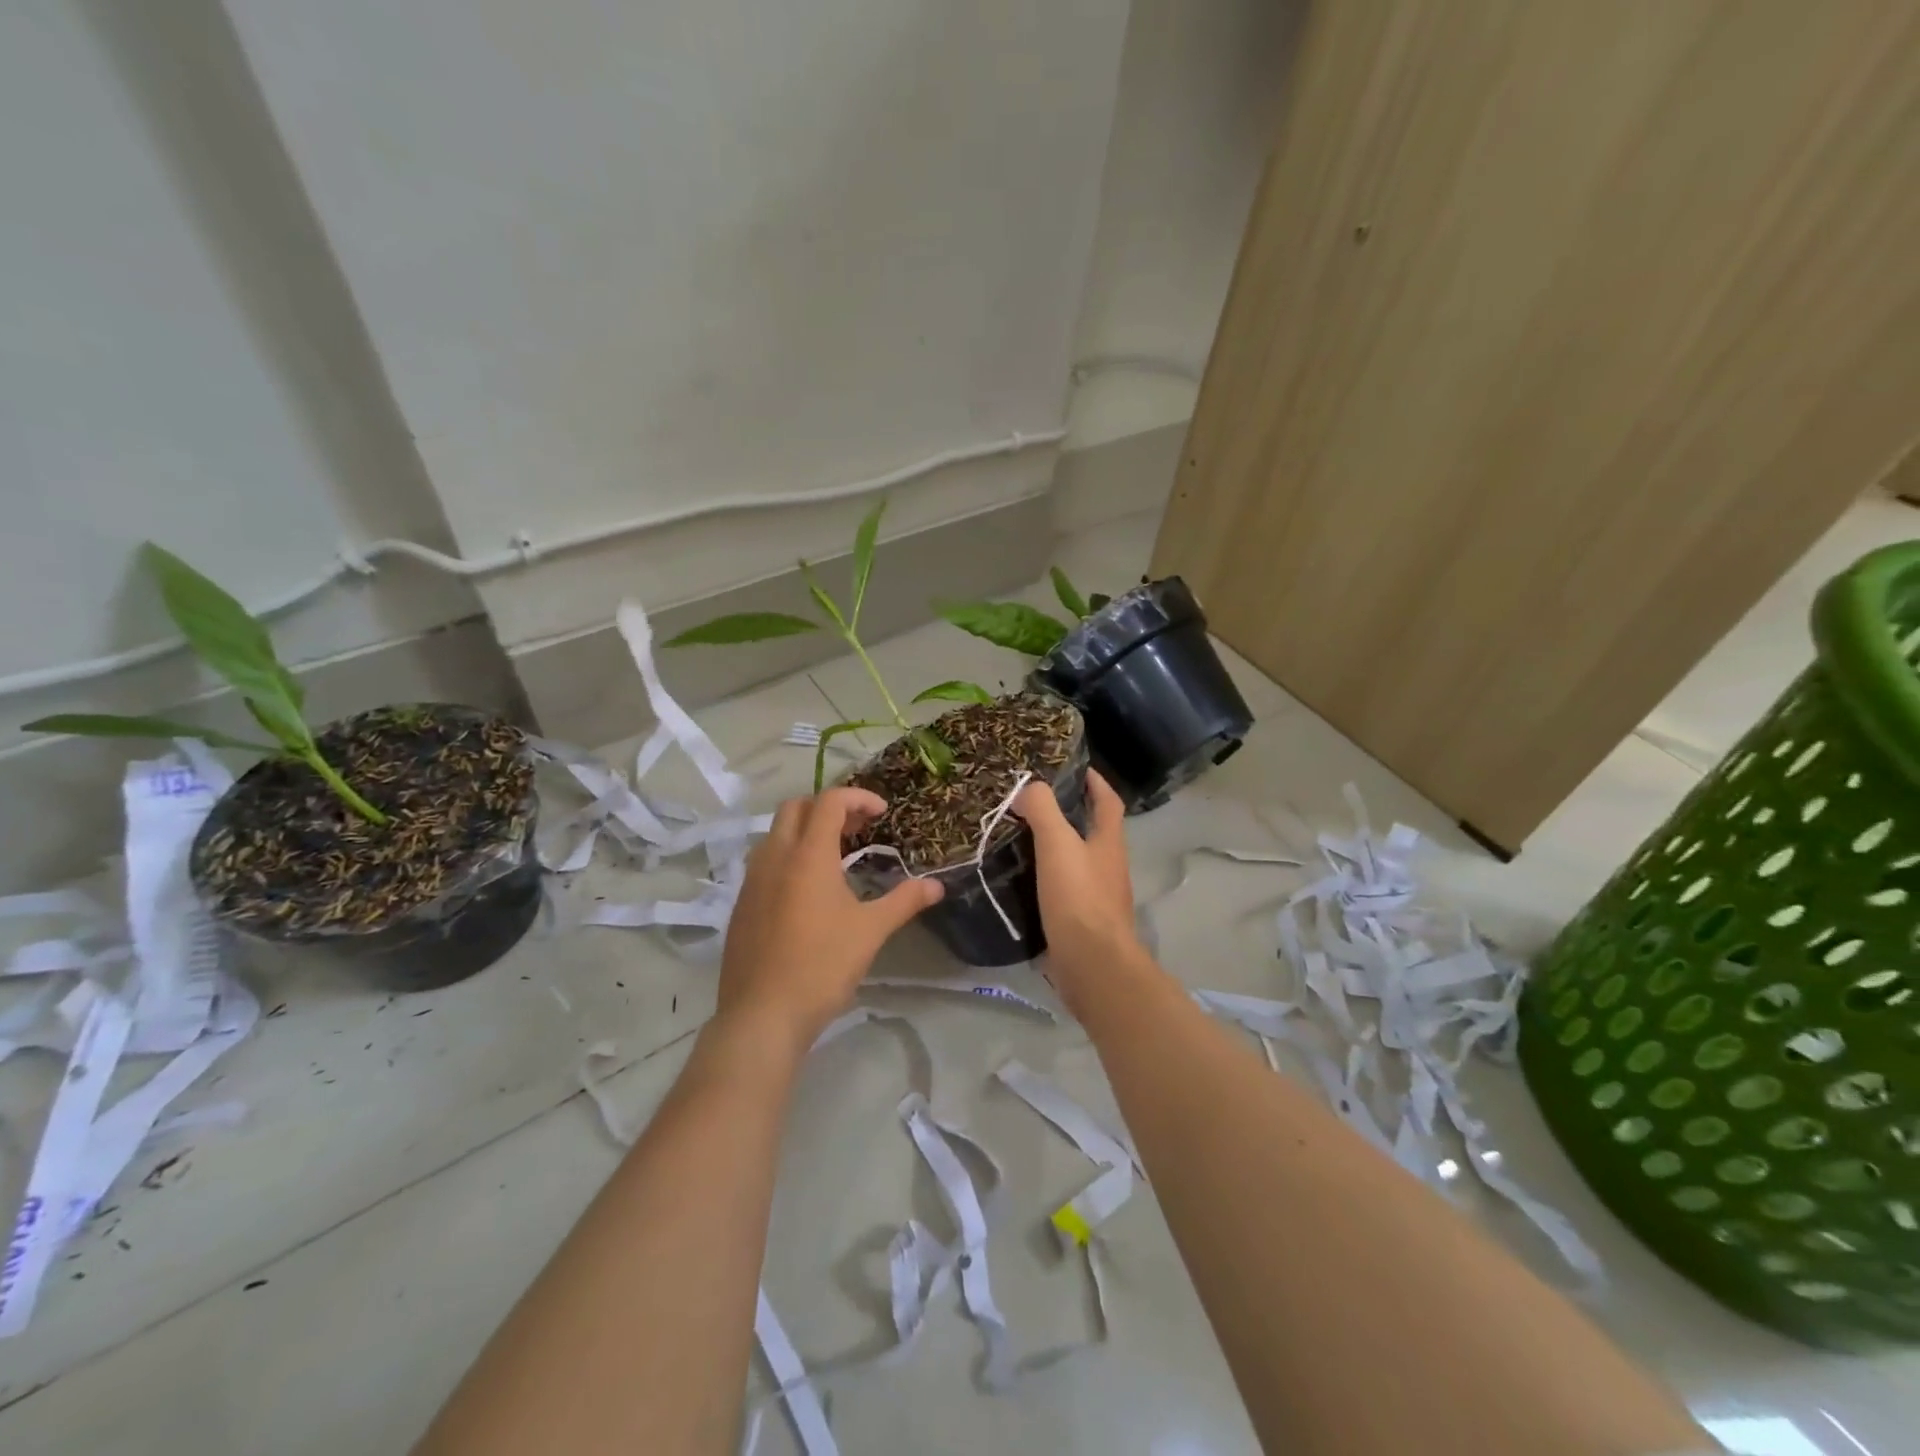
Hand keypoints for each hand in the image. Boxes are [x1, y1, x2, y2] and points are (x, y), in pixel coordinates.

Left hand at [717, 787, 943, 1050]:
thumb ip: (905, 901)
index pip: (830, 802)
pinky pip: (764, 862)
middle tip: (857, 829)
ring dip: (805, 831)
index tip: (882, 813)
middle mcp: (774, 857)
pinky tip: (807, 892)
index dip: (858, 797)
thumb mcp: (871, 931)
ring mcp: (752, 881)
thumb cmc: (822, 966)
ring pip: (775, 834)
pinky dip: (788, 857)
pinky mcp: (741, 904)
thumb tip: (937, 885)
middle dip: (828, 807)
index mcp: (808, 856)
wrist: (762, 1015)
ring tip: (835, 857)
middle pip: (796, 807)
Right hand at [1015, 770, 1142, 1005]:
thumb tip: (1029, 787)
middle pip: (1094, 830)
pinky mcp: (1083, 921)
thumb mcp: (1057, 845)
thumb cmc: (1079, 898)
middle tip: (1034, 802)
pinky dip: (1047, 877)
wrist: (1092, 965)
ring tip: (1021, 835)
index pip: (1108, 801)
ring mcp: (1098, 895)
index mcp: (1109, 842)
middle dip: (1071, 813)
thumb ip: (1043, 811)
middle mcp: (1109, 865)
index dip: (1095, 781)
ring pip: (1078, 860)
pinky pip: (1065, 889)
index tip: (1075, 767)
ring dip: (1056, 846)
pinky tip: (1023, 878)